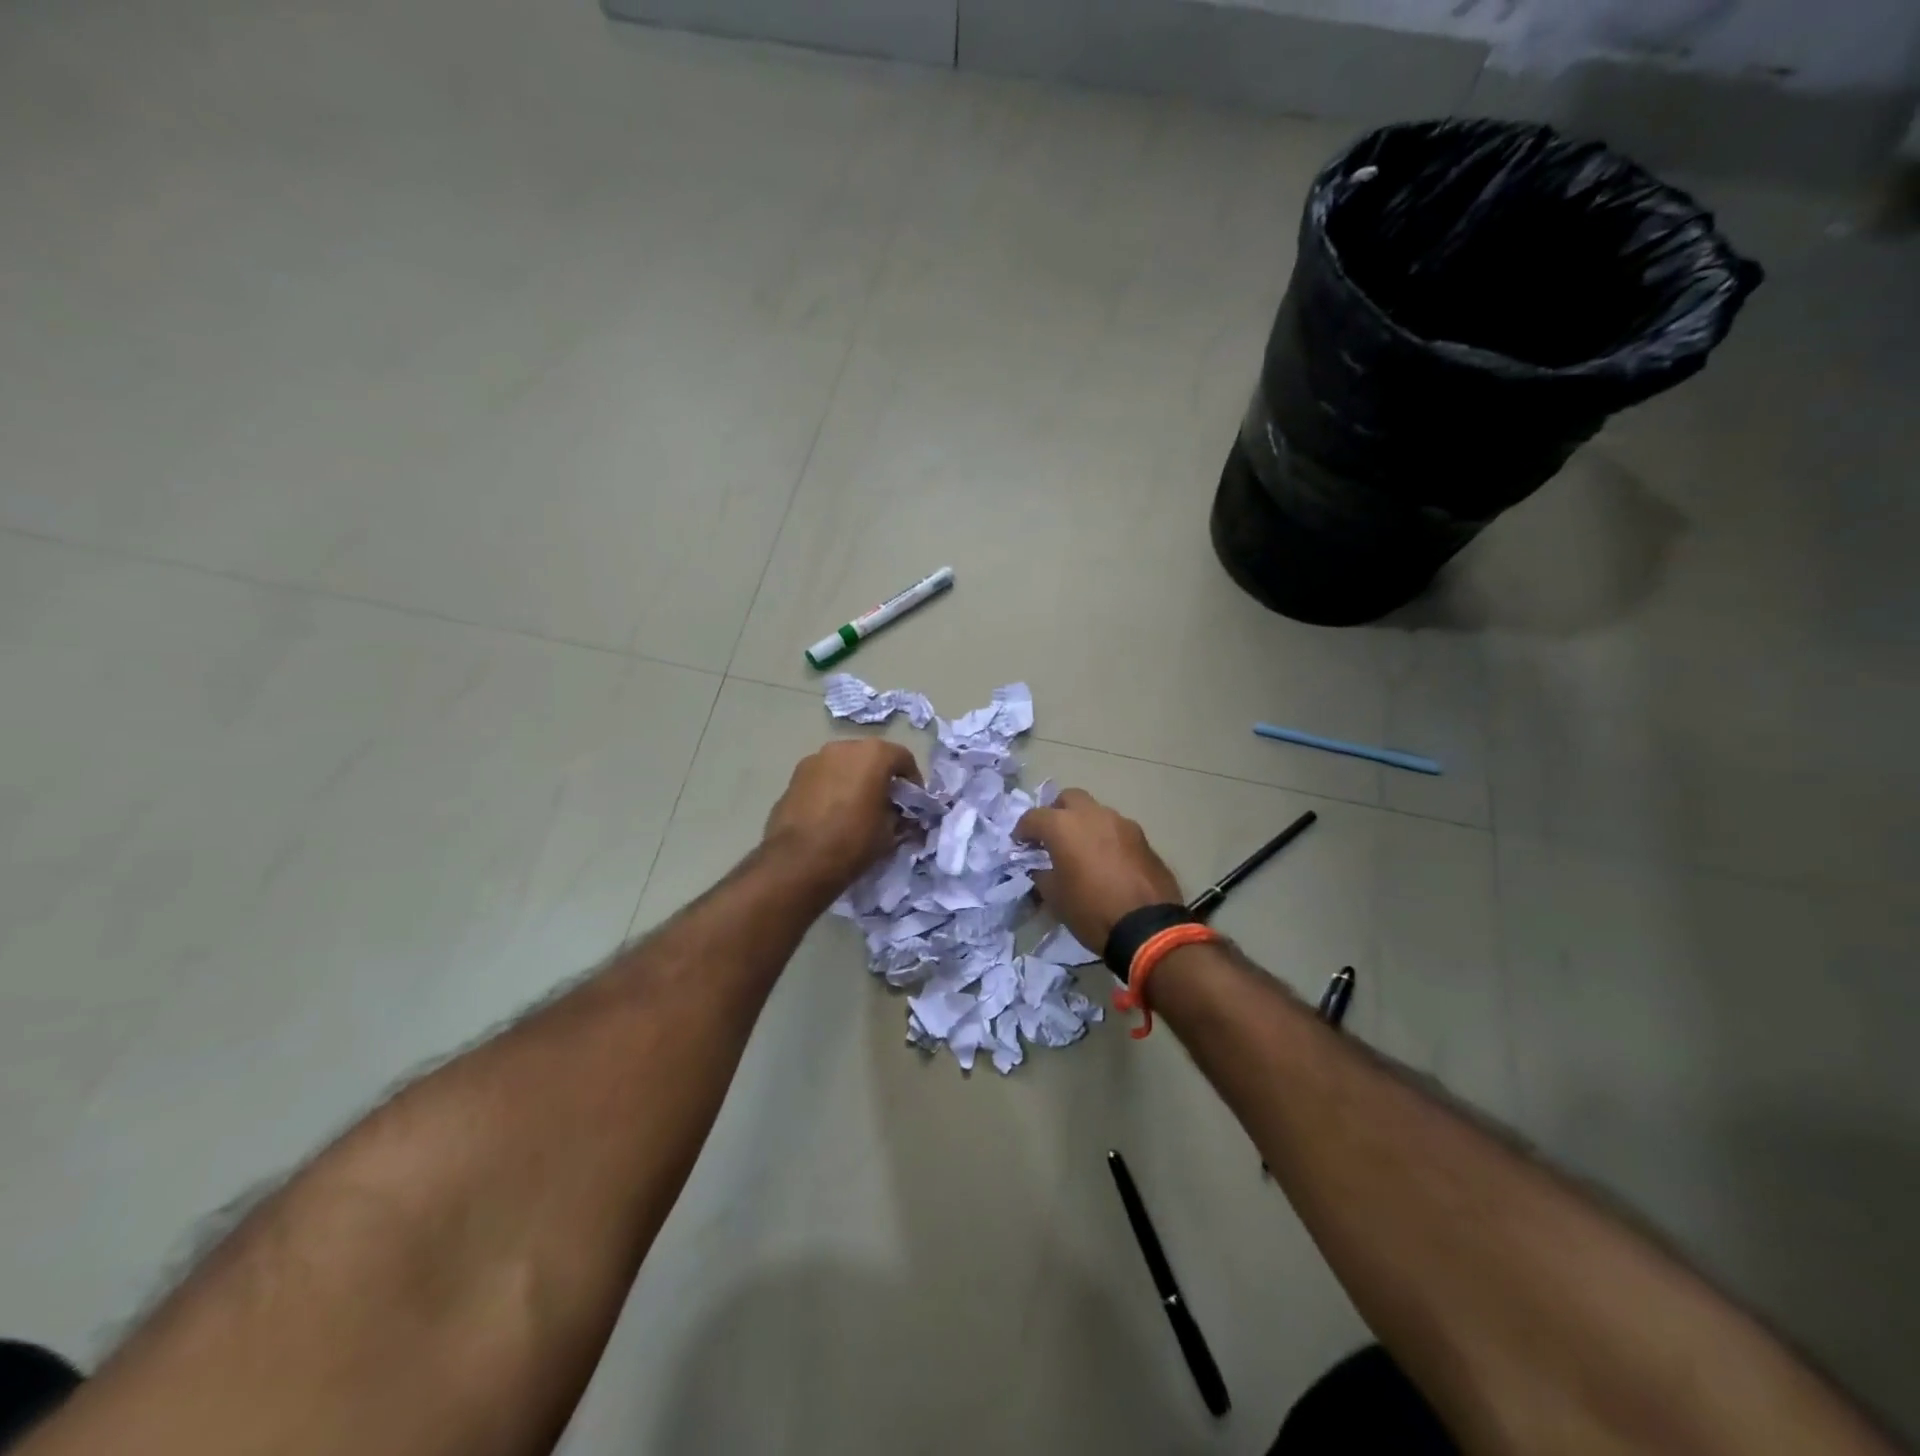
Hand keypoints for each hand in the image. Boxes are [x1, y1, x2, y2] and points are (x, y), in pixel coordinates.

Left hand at [764, 738, 921, 889]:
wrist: (798, 862)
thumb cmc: (853, 842)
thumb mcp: (889, 832)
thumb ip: (897, 815)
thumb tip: (896, 814)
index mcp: (873, 755)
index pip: (903, 758)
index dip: (912, 780)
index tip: (913, 802)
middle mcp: (843, 748)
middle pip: (871, 756)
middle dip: (881, 776)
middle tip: (886, 802)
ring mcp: (814, 759)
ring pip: (844, 765)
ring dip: (854, 780)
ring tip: (856, 807)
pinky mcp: (794, 777)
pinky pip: (823, 777)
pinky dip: (832, 788)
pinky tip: (832, 813)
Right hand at [1015, 789, 1181, 952]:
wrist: (1147, 928)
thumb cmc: (1091, 910)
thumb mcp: (1054, 898)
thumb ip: (1042, 874)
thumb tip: (1040, 868)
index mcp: (1064, 826)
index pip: (1033, 817)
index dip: (1022, 831)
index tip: (1020, 846)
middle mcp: (1092, 815)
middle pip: (1068, 799)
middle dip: (1056, 813)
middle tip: (1052, 837)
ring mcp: (1121, 823)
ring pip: (1096, 812)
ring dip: (1084, 825)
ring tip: (1082, 852)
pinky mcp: (1143, 838)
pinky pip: (1116, 830)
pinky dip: (1106, 839)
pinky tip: (1107, 862)